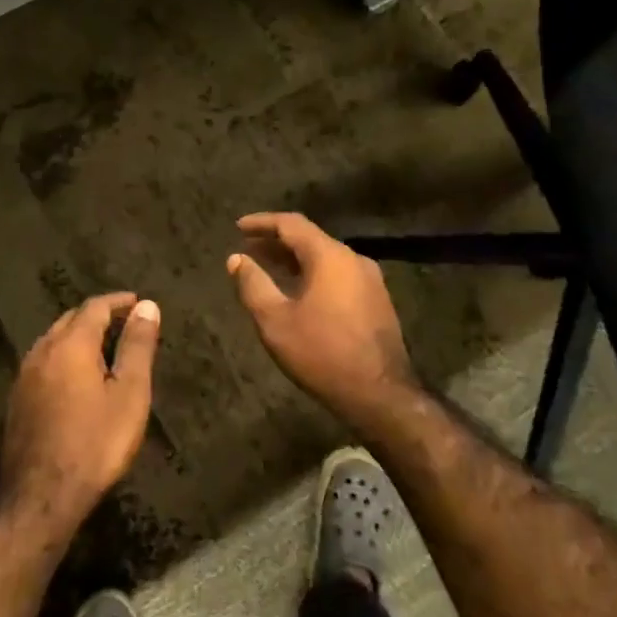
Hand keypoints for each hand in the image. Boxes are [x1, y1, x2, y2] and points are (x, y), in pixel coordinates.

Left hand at [0, 293, 159, 528]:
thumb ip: (137, 347)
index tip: (137, 302)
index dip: (118, 302)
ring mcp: (24, 376)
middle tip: (123, 323)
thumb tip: (147, 306)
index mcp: (71, 344)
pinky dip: (63, 357)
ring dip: (78, 336)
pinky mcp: (17, 400)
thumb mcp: (129, 394)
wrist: (41, 495)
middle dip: (97, 316)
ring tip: (103, 348)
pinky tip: (75, 378)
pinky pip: (44, 362)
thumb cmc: (95, 442)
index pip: (95, 307)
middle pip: (70, 319)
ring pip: (53, 340)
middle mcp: (42, 351)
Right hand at [227, 213, 419, 419]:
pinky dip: (313, 274)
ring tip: (267, 268)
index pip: (291, 223)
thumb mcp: (275, 320)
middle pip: (310, 239)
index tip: (238, 227)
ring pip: (325, 258)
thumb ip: (253, 284)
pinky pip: (338, 275)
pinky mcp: (376, 301)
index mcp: (330, 256)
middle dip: (276, 242)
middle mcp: (353, 259)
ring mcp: (370, 280)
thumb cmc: (321, 353)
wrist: (379, 394)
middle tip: (248, 248)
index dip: (262, 222)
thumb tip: (237, 259)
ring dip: (294, 259)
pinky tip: (298, 291)